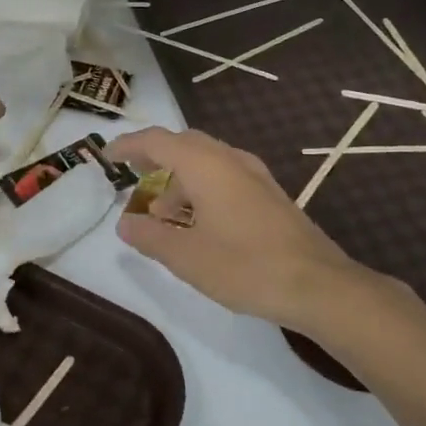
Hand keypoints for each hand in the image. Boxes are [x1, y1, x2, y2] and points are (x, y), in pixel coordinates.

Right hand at [105, 127, 366, 330]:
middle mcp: (230, 159)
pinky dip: (201, 189)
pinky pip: (224, 177)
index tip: (107, 156)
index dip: (129, 145)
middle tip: (132, 178)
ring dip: (179, 179)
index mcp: (205, 165)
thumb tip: (126, 224)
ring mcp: (254, 175)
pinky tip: (198, 223)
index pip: (157, 141)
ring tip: (162, 215)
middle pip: (183, 145)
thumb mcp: (185, 256)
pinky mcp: (269, 194)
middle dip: (154, 159)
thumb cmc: (245, 266)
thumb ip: (150, 236)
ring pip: (206, 162)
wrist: (317, 284)